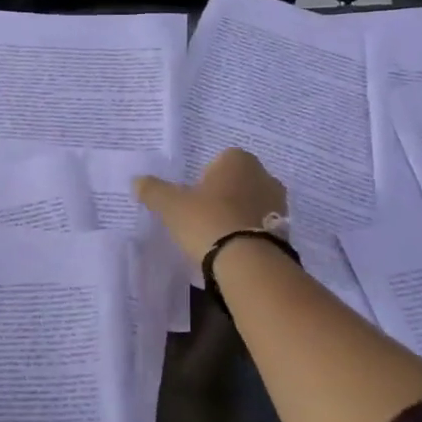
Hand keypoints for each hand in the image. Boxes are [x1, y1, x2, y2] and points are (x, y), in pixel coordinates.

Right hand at [135, 148, 287, 267]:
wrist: (247, 261)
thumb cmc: (207, 221)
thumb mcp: (171, 205)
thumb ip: (153, 190)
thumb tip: (137, 180)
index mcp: (239, 160)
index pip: (219, 161)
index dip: (203, 179)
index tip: (192, 199)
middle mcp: (264, 175)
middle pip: (236, 182)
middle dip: (222, 196)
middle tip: (201, 217)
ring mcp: (278, 203)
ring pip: (250, 204)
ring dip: (236, 215)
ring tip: (216, 237)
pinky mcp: (285, 230)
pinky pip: (260, 226)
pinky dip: (247, 233)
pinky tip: (232, 250)